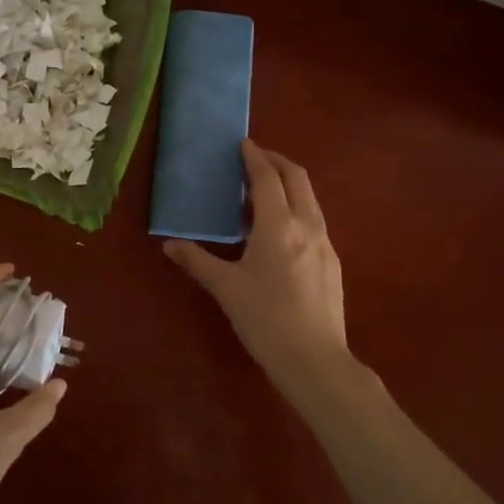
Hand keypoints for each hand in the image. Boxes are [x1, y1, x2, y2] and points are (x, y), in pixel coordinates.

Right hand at [164, 142, 355, 404]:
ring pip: (310, 199)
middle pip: (297, 178)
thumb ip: (197, 261)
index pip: (267, 178)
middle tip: (255, 158)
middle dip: (277, 162)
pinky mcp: (333, 262)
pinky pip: (315, 220)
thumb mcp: (226, 288)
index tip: (243, 144)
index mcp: (278, 225)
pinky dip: (298, 208)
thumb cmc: (265, 320)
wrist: (315, 360)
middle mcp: (307, 225)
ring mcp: (325, 243)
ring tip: (264, 193)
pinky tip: (282, 231)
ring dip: (289, 185)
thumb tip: (169, 245)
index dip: (255, 158)